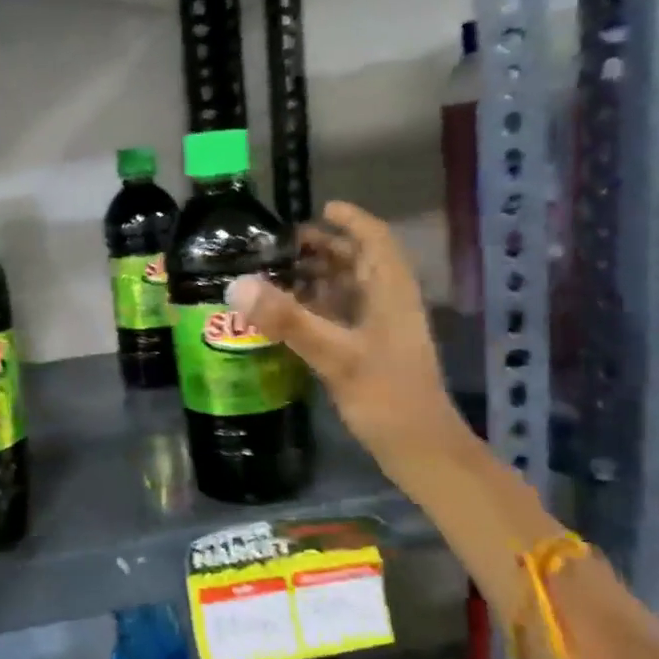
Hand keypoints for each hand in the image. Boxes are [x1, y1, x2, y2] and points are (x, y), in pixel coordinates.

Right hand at [227, 201, 467, 474]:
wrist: (421, 450)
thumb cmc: (386, 396)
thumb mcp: (335, 355)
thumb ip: (287, 319)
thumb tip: (237, 285)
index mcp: (391, 292)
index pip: (375, 240)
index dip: (352, 220)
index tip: (320, 208)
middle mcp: (389, 304)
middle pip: (360, 262)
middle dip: (325, 247)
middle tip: (282, 245)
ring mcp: (381, 330)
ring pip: (350, 290)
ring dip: (319, 277)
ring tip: (278, 273)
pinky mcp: (371, 353)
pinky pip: (342, 316)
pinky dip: (318, 307)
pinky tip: (290, 316)